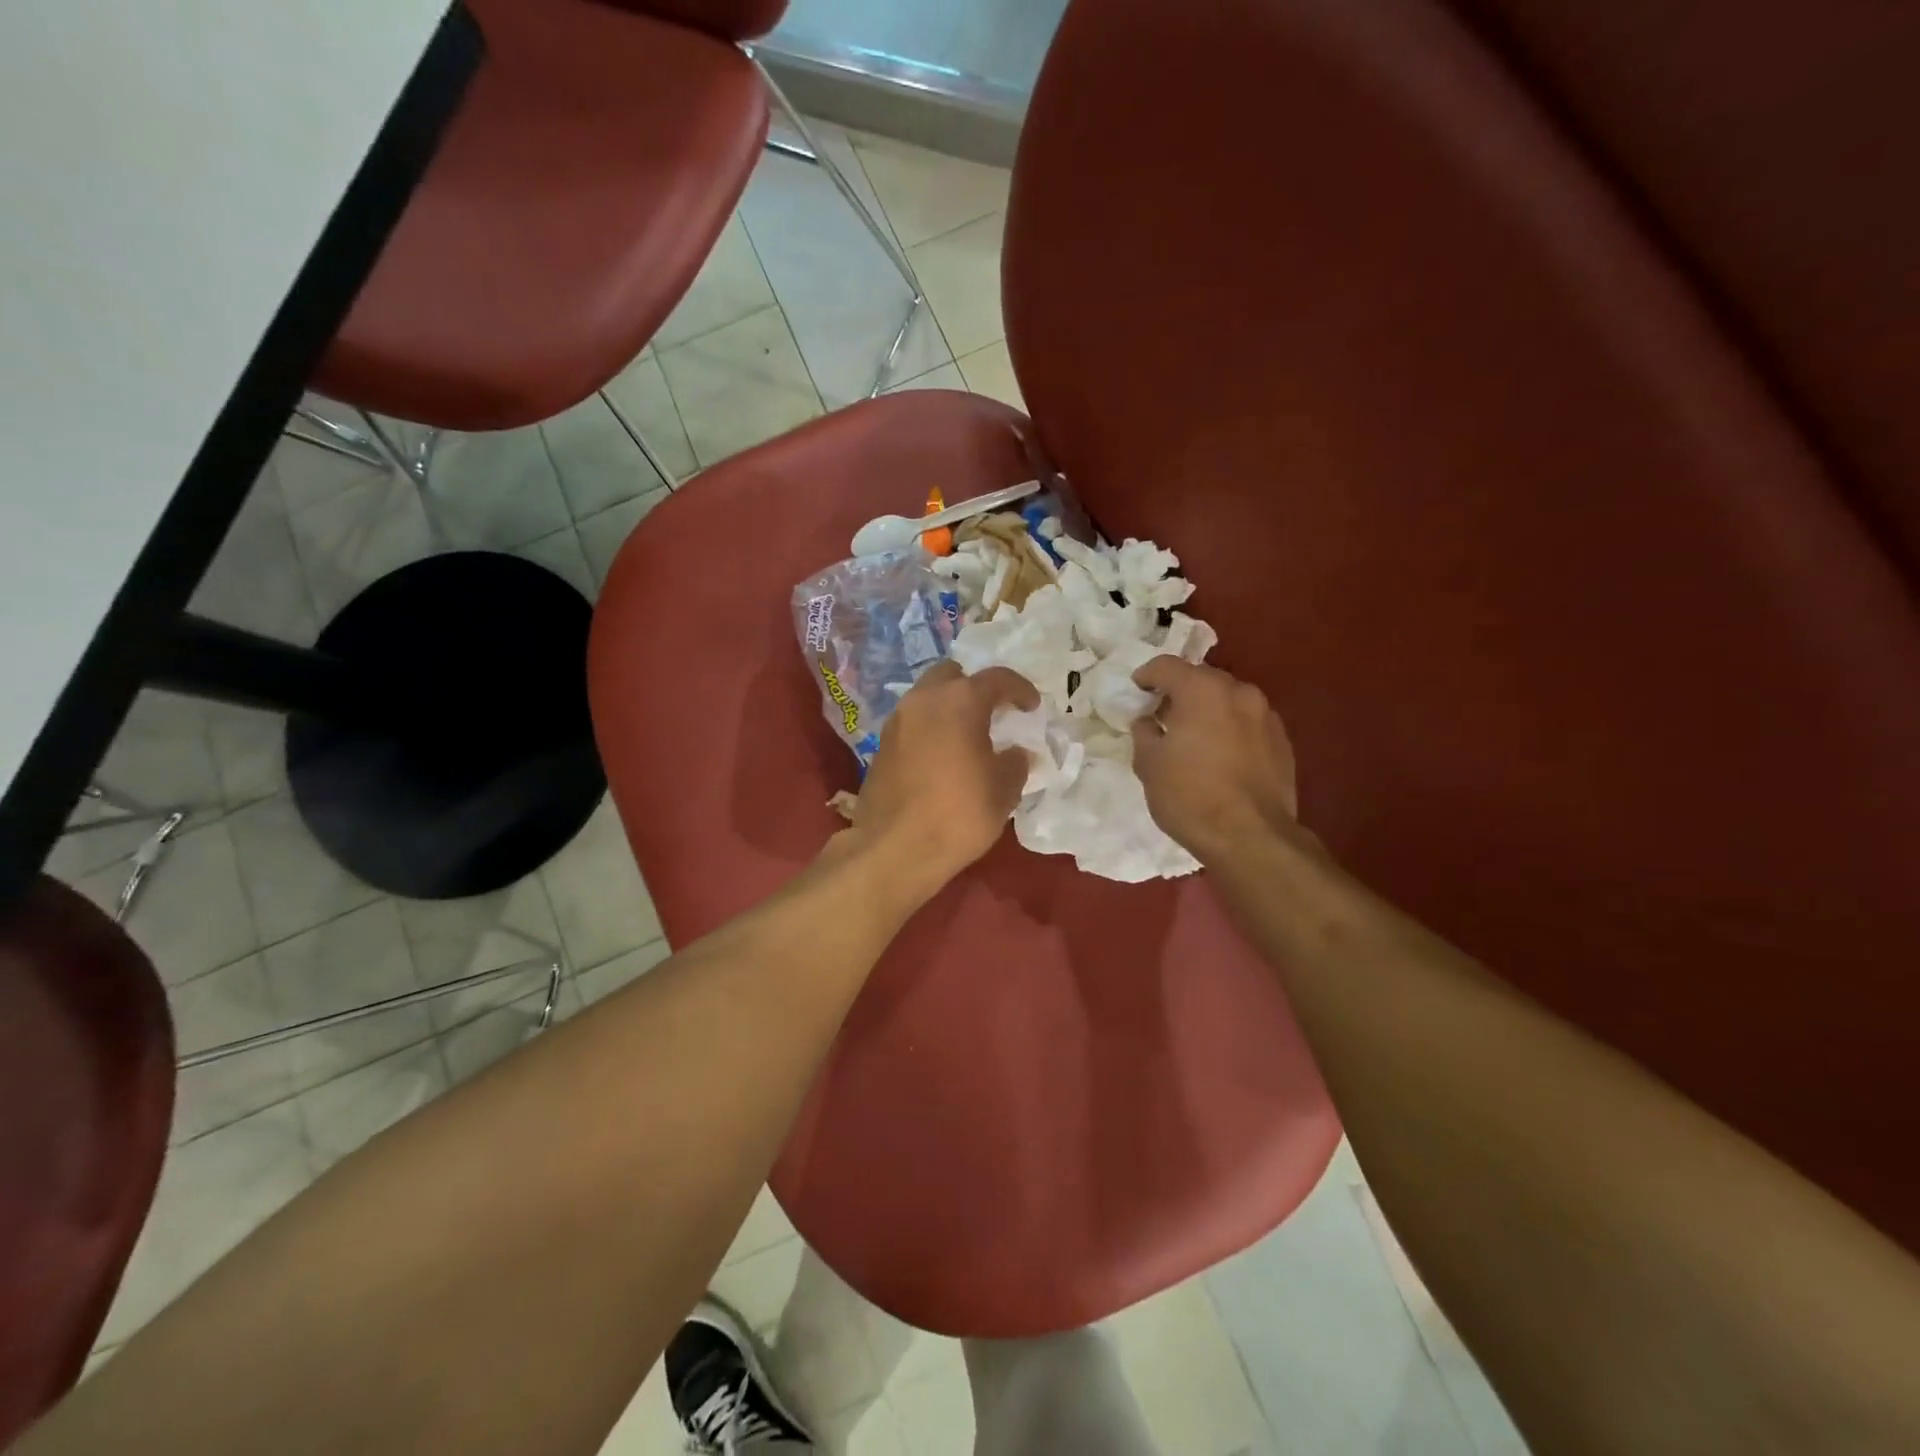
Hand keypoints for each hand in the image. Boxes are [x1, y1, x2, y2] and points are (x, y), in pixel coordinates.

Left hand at [843, 660, 1038, 895]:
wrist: (895, 849)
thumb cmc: (959, 814)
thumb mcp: (1003, 790)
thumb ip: (1015, 763)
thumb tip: (1016, 753)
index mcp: (960, 701)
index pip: (996, 678)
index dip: (1019, 689)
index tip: (1031, 706)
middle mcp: (924, 700)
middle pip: (952, 676)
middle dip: (974, 688)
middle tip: (992, 713)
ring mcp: (897, 721)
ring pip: (927, 697)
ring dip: (949, 707)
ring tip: (968, 735)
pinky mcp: (881, 745)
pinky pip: (912, 723)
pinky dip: (930, 728)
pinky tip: (943, 756)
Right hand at [1130, 657, 1301, 865]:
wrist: (1251, 837)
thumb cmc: (1190, 796)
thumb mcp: (1149, 765)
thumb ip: (1144, 734)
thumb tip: (1147, 722)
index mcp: (1202, 690)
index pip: (1166, 666)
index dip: (1146, 676)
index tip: (1136, 692)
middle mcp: (1238, 692)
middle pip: (1202, 678)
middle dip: (1180, 692)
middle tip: (1163, 716)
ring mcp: (1266, 715)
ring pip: (1229, 700)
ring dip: (1208, 710)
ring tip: (1194, 737)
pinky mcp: (1282, 741)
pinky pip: (1248, 723)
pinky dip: (1231, 729)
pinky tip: (1221, 756)